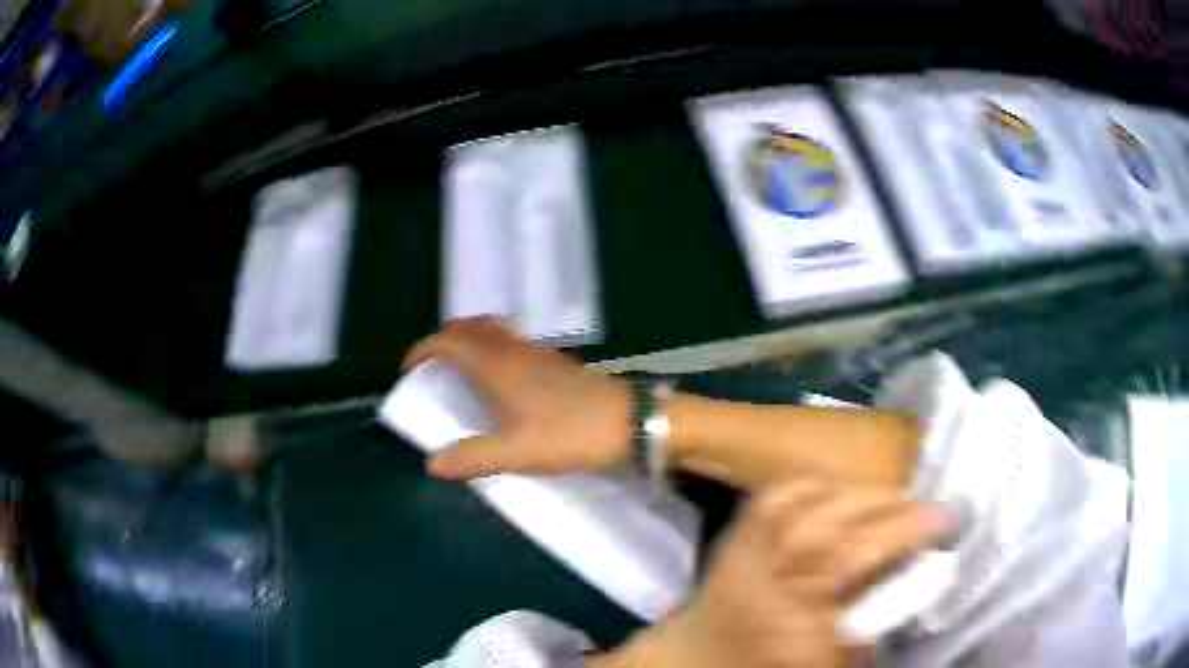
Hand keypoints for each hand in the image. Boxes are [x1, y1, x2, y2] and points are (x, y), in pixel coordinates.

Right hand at [403, 318, 631, 478]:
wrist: (629, 422)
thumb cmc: (568, 433)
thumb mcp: (515, 452)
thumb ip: (472, 457)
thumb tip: (432, 463)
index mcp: (497, 365)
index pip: (449, 341)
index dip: (424, 349)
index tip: (410, 369)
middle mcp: (514, 350)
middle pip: (472, 328)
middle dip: (447, 339)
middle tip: (434, 366)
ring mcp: (539, 353)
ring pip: (495, 333)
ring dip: (472, 342)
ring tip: (464, 371)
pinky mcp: (558, 363)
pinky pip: (514, 344)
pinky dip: (496, 350)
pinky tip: (505, 382)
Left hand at [606, 481, 956, 667]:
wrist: (699, 657)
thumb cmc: (773, 665)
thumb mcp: (836, 659)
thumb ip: (879, 617)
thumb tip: (920, 571)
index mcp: (803, 613)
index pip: (867, 556)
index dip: (912, 532)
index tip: (948, 520)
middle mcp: (779, 570)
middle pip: (846, 523)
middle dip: (896, 508)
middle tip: (927, 508)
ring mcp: (755, 545)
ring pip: (817, 500)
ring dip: (866, 493)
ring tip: (895, 499)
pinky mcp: (740, 531)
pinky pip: (785, 492)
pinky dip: (821, 484)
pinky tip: (844, 490)